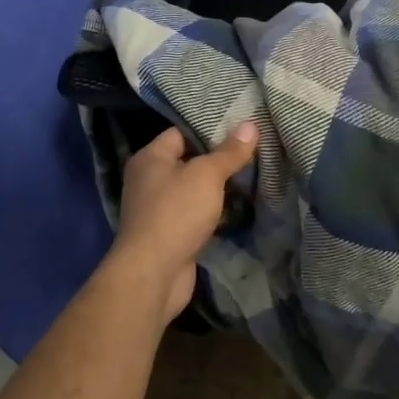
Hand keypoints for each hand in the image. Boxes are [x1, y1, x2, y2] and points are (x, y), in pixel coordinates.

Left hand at [111, 122, 258, 320]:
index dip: (209, 129)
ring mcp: (157, 208)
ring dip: (216, 187)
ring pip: (193, 189)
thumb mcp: (208, 175)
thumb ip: (229, 152)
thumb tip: (251, 124)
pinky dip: (212, 211)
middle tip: (251, 151)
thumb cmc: (176, 213)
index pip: (181, 132)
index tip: (240, 128)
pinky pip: (194, 213)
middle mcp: (148, 179)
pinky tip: (236, 207)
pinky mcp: (168, 233)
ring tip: (250, 175)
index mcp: (150, 158)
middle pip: (188, 160)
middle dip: (217, 159)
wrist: (153, 274)